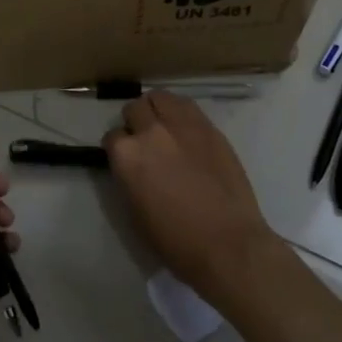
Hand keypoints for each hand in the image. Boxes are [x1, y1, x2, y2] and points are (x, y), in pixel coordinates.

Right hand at [104, 91, 279, 306]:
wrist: (228, 244)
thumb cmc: (177, 241)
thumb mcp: (136, 214)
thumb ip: (129, 179)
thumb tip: (133, 167)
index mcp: (127, 156)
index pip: (112, 137)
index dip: (118, 149)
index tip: (126, 160)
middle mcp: (151, 131)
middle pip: (135, 109)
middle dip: (135, 122)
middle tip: (144, 141)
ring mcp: (182, 125)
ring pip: (160, 97)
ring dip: (157, 109)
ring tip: (164, 127)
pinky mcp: (209, 127)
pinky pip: (187, 106)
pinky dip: (181, 113)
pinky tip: (186, 131)